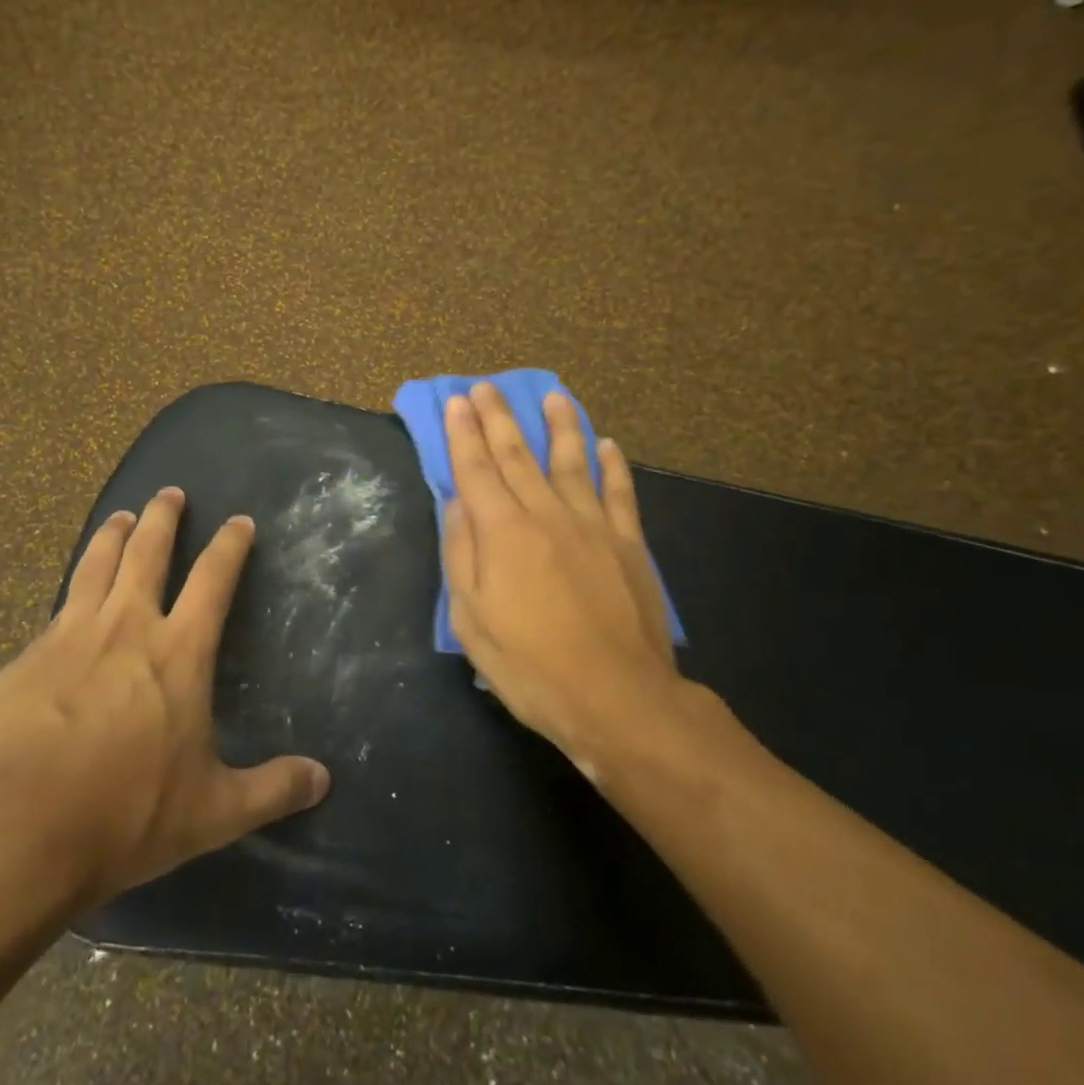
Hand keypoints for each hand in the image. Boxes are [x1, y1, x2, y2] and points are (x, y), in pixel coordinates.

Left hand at [0, 488, 330, 909]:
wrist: (20, 831)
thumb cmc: (128, 814)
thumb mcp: (214, 811)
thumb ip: (272, 789)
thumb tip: (323, 779)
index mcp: (178, 652)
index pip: (213, 579)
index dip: (230, 546)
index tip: (239, 521)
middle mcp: (127, 627)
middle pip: (148, 551)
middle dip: (163, 517)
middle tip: (170, 492)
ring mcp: (70, 636)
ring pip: (96, 565)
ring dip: (113, 535)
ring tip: (122, 516)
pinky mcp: (26, 658)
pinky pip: (56, 611)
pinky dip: (72, 592)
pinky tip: (68, 602)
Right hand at [442, 383, 731, 781]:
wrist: (617, 698)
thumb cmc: (530, 665)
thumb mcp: (471, 620)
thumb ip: (461, 555)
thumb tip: (457, 504)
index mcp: (503, 533)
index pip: (476, 470)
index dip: (463, 434)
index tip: (456, 402)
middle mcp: (546, 515)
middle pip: (517, 455)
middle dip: (499, 418)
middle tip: (487, 386)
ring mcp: (592, 526)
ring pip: (571, 462)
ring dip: (560, 426)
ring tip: (553, 396)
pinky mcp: (627, 544)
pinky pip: (619, 494)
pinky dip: (612, 466)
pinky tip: (607, 445)